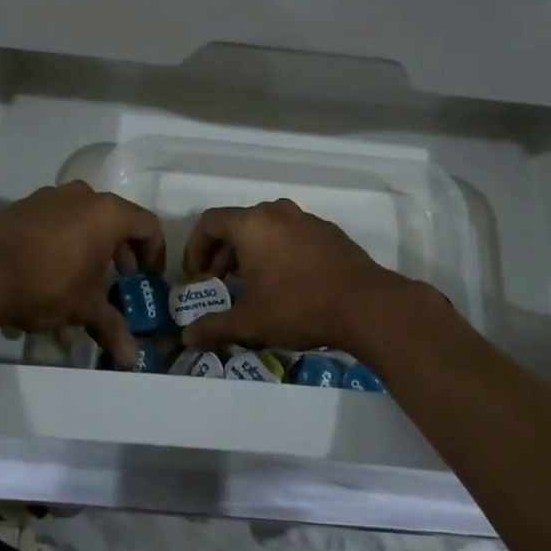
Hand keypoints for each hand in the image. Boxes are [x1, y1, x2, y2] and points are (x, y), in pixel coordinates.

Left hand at [0, 182, 164, 367]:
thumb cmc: (46, 285)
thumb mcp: (83, 308)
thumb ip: (111, 327)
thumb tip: (132, 360)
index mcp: (107, 213)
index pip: (147, 225)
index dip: (154, 252)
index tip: (148, 277)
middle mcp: (82, 196)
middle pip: (114, 220)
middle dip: (120, 253)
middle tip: (118, 280)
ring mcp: (50, 197)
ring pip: (82, 222)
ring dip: (88, 250)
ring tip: (80, 286)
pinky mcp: (23, 207)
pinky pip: (54, 223)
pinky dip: (61, 245)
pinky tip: (47, 277)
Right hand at [177, 198, 421, 355]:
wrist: (364, 304)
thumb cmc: (298, 306)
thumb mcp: (250, 322)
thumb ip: (214, 327)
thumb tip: (186, 338)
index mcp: (252, 224)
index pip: (210, 222)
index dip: (196, 247)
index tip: (196, 275)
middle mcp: (276, 212)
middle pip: (238, 223)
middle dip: (223, 252)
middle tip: (221, 282)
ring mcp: (305, 219)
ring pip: (266, 228)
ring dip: (251, 251)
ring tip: (252, 284)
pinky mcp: (328, 231)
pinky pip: (291, 234)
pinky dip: (278, 250)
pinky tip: (287, 282)